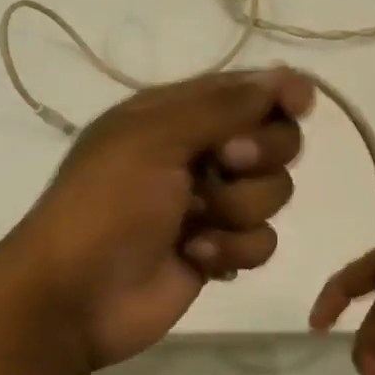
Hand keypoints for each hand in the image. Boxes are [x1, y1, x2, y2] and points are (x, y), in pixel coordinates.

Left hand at [10, 68, 314, 367]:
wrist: (74, 297)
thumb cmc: (106, 204)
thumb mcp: (156, 139)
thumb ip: (224, 107)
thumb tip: (286, 77)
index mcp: (177, 115)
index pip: (245, 90)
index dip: (278, 93)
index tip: (300, 105)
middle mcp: (200, 152)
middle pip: (274, 139)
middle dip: (261, 154)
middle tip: (226, 163)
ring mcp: (212, 203)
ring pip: (273, 191)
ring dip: (239, 207)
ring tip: (196, 223)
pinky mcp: (220, 248)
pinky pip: (262, 239)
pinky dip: (233, 248)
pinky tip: (195, 256)